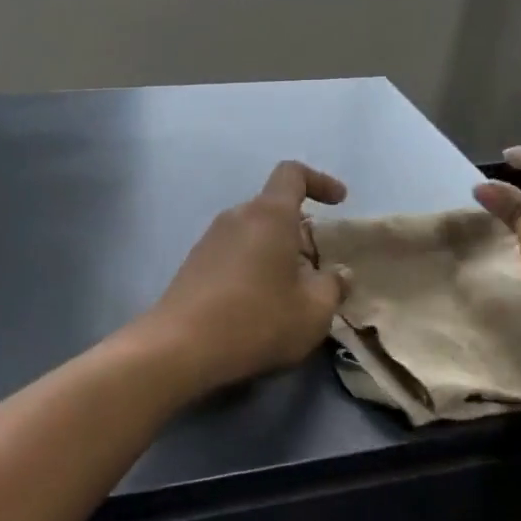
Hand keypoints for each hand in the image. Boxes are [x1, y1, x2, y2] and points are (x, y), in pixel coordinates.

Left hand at [142, 161, 350, 392]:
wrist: (180, 346)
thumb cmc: (256, 320)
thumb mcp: (312, 311)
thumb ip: (332, 286)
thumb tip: (339, 274)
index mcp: (269, 214)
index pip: (292, 174)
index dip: (319, 181)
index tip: (339, 202)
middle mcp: (237, 216)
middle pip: (274, 207)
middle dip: (301, 231)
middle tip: (318, 268)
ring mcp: (210, 238)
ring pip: (254, 232)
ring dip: (276, 252)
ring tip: (291, 292)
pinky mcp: (195, 263)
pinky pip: (234, 251)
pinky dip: (253, 266)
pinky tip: (259, 304)